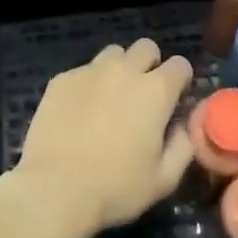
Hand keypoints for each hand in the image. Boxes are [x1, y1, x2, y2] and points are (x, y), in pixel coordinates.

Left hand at [0, 39, 195, 237]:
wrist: (54, 190)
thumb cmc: (115, 188)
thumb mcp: (163, 180)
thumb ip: (182, 147)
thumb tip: (182, 127)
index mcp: (155, 91)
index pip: (180, 65)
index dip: (181, 80)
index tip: (175, 98)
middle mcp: (124, 71)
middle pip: (146, 47)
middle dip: (151, 64)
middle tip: (143, 94)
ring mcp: (90, 71)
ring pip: (113, 53)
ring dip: (119, 69)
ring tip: (110, 98)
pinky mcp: (62, 79)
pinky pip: (82, 71)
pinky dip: (88, 85)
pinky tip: (79, 111)